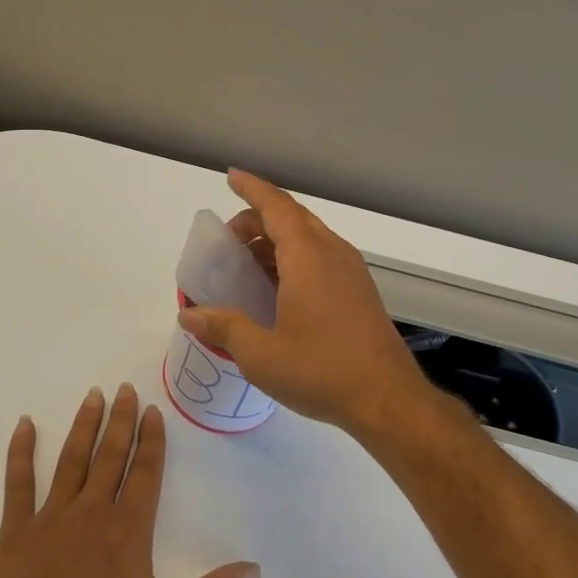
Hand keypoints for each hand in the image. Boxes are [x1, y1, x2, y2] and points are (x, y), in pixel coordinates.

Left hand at [0, 384, 260, 577]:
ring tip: (92, 396)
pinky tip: (23, 425)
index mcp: (129, 531)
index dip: (151, 439)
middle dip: (120, 420)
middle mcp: (92, 514)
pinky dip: (20, 452)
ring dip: (83, 426)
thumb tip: (254, 571)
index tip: (152, 410)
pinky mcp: (14, 533)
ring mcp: (51, 519)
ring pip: (70, 460)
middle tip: (124, 389)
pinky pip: (17, 483)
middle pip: (110, 456)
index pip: (145, 472)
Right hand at [178, 170, 432, 437]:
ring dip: (276, 239)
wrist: (388, 400)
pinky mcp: (359, 292)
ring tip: (247, 263)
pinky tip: (278, 289)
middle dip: (258, 218)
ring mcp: (351, 272)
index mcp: (308, 256)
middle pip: (292, 217)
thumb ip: (223, 327)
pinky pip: (321, 257)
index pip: (276, 206)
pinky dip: (294, 258)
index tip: (231, 177)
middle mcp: (332, 253)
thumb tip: (189, 314)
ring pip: (309, 237)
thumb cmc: (321, 370)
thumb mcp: (260, 354)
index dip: (251, 189)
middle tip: (229, 239)